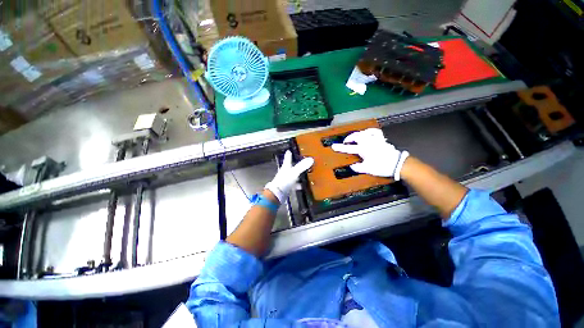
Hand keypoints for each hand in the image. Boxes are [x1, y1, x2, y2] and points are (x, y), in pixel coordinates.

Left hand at [265, 150, 313, 202]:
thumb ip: (302, 166)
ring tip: (305, 174)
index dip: (289, 154)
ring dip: (298, 175)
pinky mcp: (288, 187)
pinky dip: (299, 184)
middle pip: (291, 166)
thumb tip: (311, 159)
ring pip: (293, 175)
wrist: (277, 194)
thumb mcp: (294, 172)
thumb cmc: (285, 181)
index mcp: (286, 166)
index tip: (289, 150)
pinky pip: (295, 184)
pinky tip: (303, 186)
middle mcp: (285, 172)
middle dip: (295, 164)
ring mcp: (286, 180)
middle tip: (301, 162)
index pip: (288, 158)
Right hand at [331, 128, 408, 179]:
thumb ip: (358, 167)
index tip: (333, 146)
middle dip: (349, 138)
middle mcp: (368, 142)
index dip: (340, 147)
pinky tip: (367, 132)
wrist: (398, 164)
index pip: (349, 148)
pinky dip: (369, 131)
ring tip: (355, 138)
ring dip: (357, 134)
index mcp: (363, 149)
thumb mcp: (368, 169)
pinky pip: (375, 132)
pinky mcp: (381, 139)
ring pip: (363, 132)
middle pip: (356, 136)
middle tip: (345, 142)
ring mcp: (375, 139)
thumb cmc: (381, 167)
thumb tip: (352, 166)